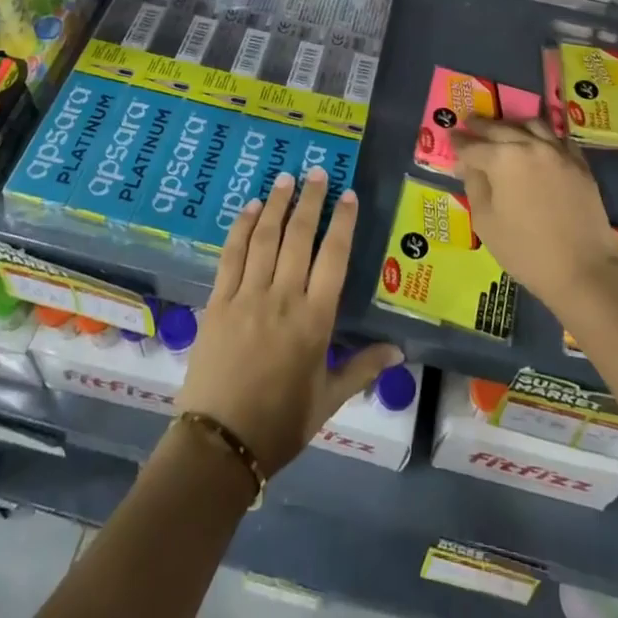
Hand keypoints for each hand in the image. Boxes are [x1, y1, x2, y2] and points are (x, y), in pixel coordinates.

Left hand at [178, 168, 400, 474]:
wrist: (220, 444)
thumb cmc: (281, 424)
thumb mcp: (328, 400)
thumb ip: (362, 368)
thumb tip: (399, 351)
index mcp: (315, 321)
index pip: (334, 258)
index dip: (342, 222)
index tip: (348, 195)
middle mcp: (283, 298)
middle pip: (298, 237)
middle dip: (310, 201)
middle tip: (316, 173)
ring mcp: (247, 296)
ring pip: (265, 238)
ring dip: (276, 204)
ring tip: (285, 179)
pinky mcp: (218, 301)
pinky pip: (231, 255)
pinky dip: (241, 228)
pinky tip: (249, 209)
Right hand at [452, 119, 617, 310]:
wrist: (582, 270)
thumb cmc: (524, 251)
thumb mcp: (485, 222)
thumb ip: (474, 185)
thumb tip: (469, 165)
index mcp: (503, 159)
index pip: (473, 145)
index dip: (459, 141)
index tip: (451, 136)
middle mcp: (530, 146)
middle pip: (501, 128)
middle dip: (481, 125)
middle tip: (469, 122)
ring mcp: (559, 152)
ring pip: (532, 125)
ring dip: (513, 124)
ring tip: (504, 128)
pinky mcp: (580, 164)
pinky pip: (558, 139)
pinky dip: (543, 136)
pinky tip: (538, 142)